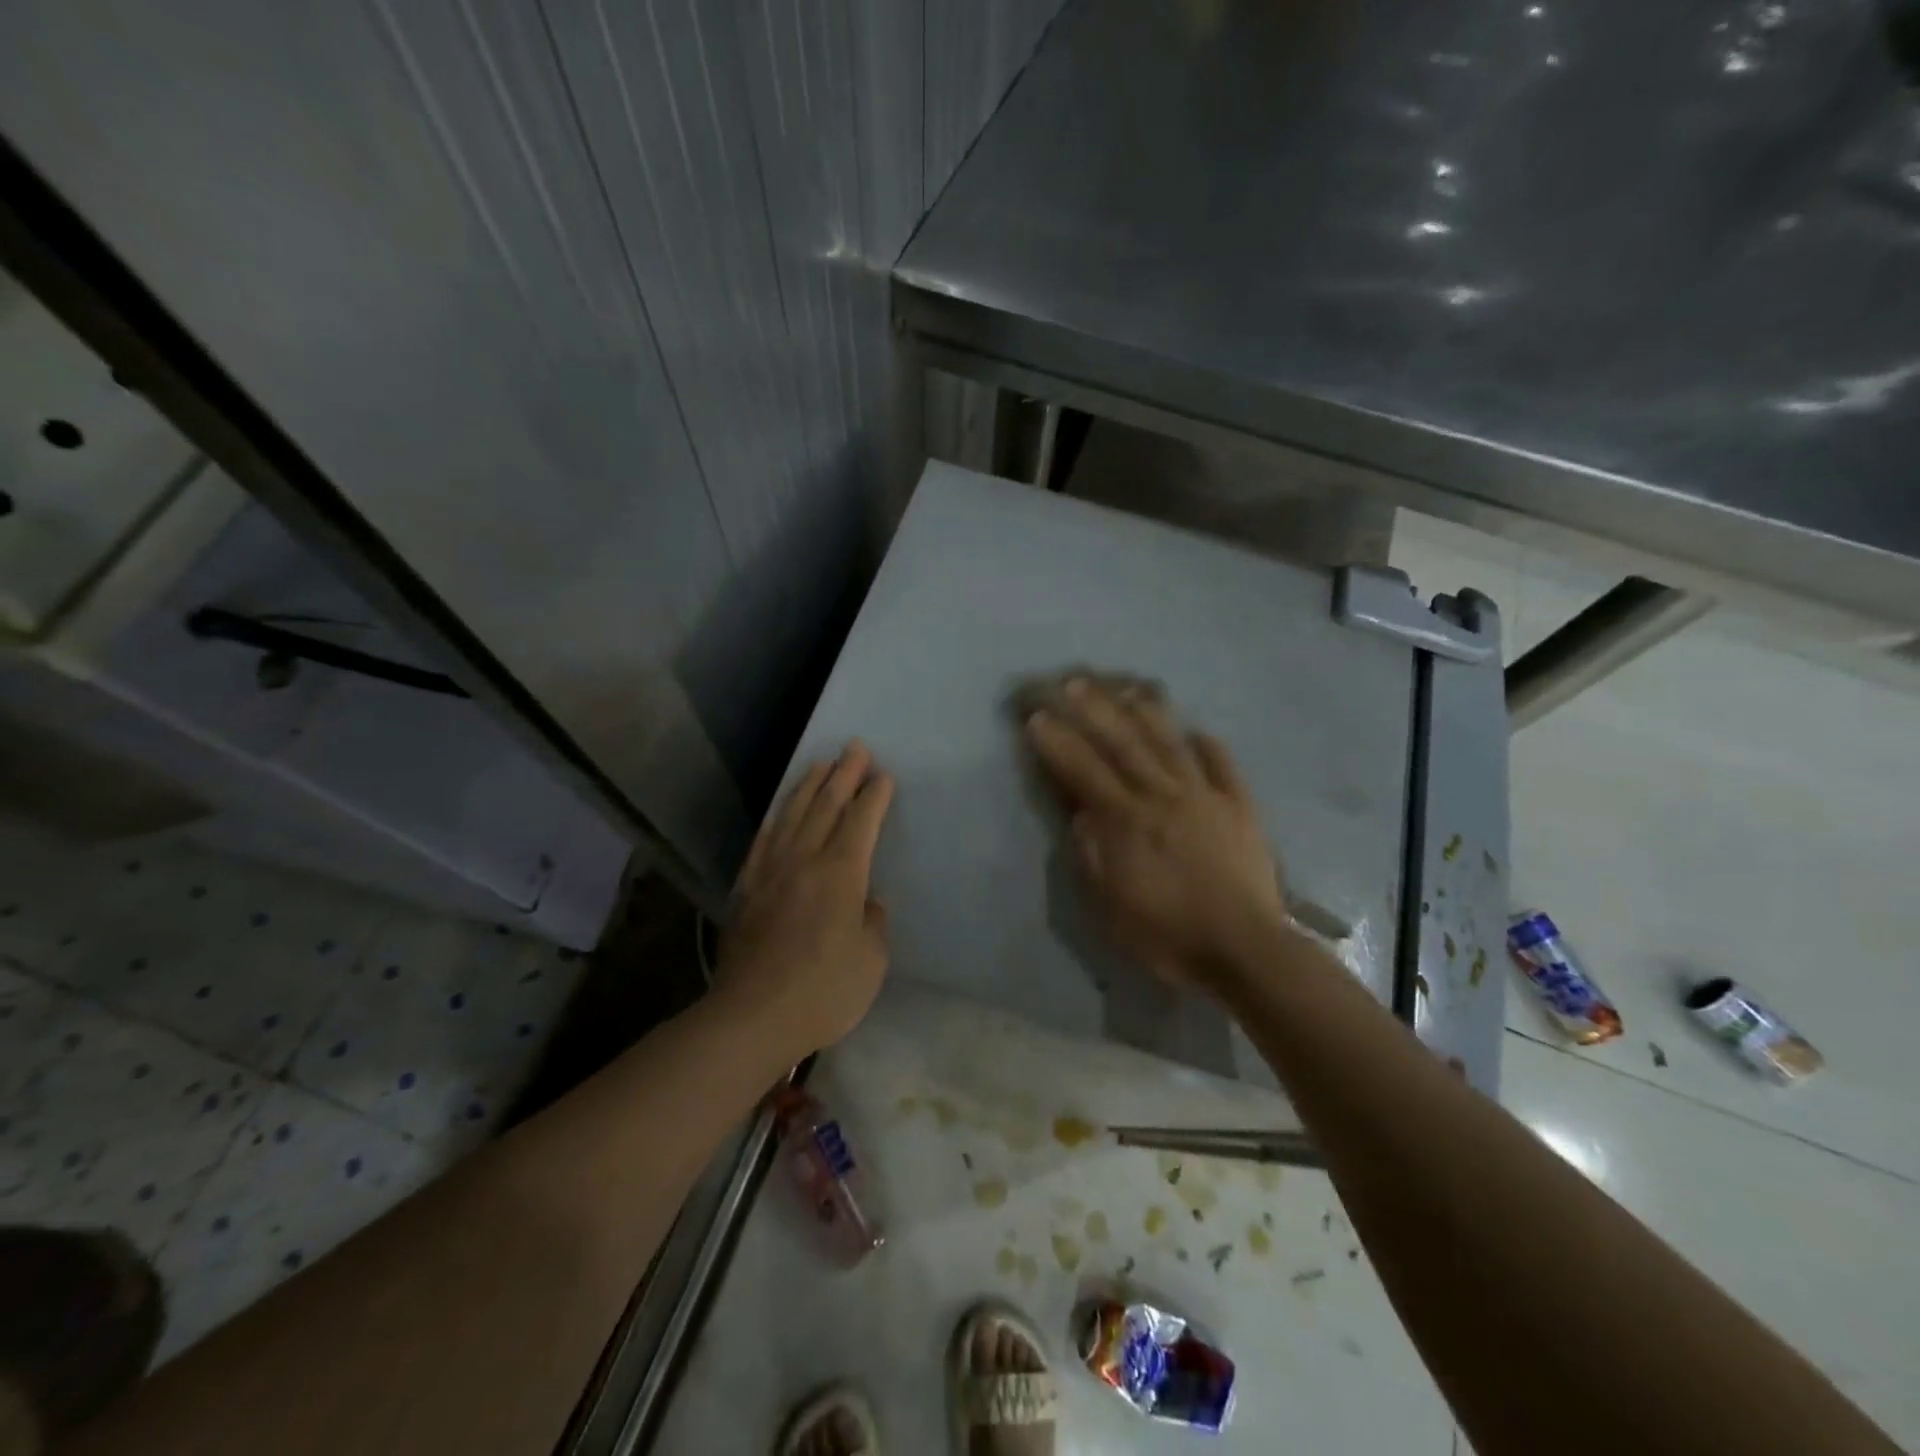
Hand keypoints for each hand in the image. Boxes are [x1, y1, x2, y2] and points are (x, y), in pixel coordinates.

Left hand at [714, 741, 894, 1059]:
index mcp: (841, 873)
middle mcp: (805, 860)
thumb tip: (865, 902)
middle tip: (855, 747)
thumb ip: (872, 922)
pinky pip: (764, 839)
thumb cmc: (823, 991)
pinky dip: (777, 817)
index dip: (874, 796)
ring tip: (820, 764)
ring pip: (793, 814)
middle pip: (826, 805)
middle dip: (844, 774)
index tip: (883, 775)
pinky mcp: (747, 887)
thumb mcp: (870, 960)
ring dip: (809, 785)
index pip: (861, 821)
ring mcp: (771, 871)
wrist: (752, 1016)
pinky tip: (781, 810)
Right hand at [1025, 677, 1287, 989]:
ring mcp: (1205, 797)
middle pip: (1125, 743)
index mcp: (1128, 820)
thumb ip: (1092, 854)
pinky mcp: (1239, 807)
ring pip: (1171, 743)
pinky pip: (1223, 765)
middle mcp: (1164, 796)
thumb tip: (1081, 812)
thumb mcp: (1111, 906)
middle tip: (1075, 682)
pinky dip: (1208, 745)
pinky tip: (1198, 730)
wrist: (1244, 949)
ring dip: (1147, 713)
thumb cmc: (1168, 934)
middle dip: (1096, 710)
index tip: (1037, 718)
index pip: (1084, 770)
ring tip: (1129, 689)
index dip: (1058, 742)